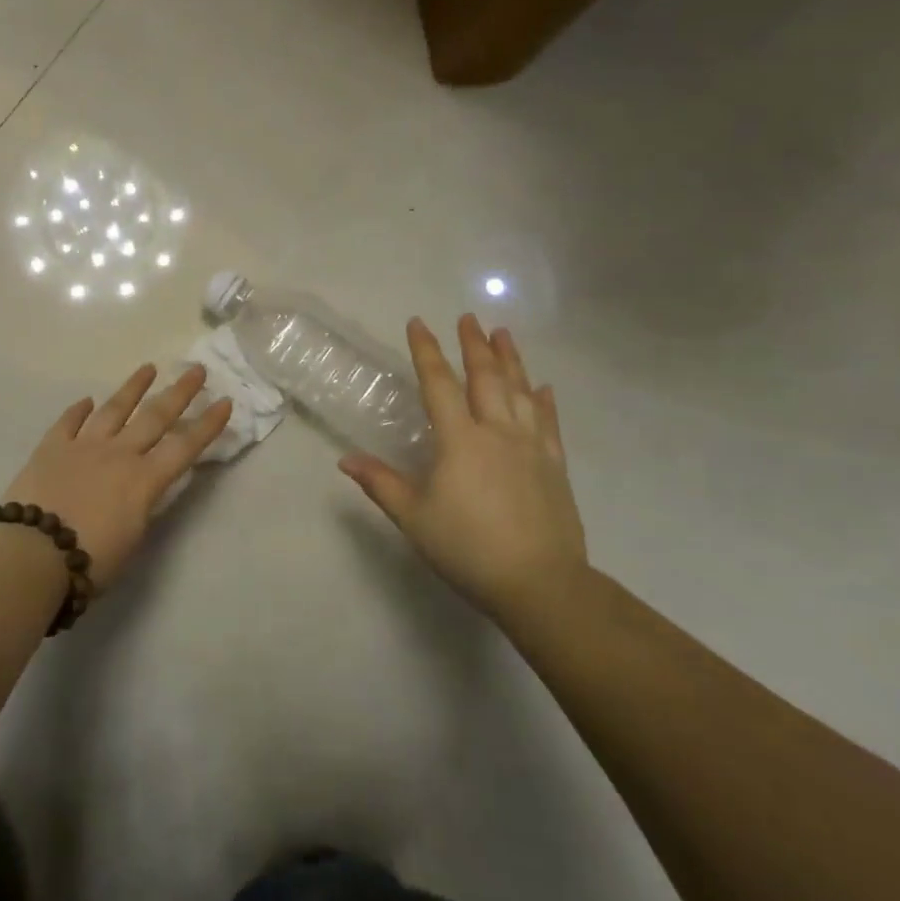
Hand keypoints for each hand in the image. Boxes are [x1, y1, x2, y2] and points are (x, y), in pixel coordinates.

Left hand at [3, 364, 231, 586]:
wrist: (33, 553)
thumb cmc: (90, 561)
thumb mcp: (132, 539)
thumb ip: (142, 507)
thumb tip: (144, 490)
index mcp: (144, 480)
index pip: (185, 447)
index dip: (207, 425)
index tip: (225, 402)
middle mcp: (118, 454)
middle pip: (155, 416)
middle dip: (179, 392)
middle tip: (196, 370)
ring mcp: (83, 446)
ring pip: (114, 409)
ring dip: (133, 387)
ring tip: (148, 368)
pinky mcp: (51, 447)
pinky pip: (68, 422)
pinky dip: (79, 410)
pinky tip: (87, 400)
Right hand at [340, 316, 587, 618]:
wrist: (539, 583)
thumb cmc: (467, 547)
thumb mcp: (413, 517)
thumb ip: (380, 483)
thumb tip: (345, 460)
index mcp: (459, 440)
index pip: (438, 384)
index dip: (426, 351)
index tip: (418, 323)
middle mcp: (497, 432)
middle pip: (485, 378)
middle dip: (474, 345)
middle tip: (468, 317)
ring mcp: (531, 446)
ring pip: (520, 391)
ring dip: (511, 360)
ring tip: (503, 334)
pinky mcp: (554, 465)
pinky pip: (548, 422)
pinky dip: (543, 400)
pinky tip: (542, 387)